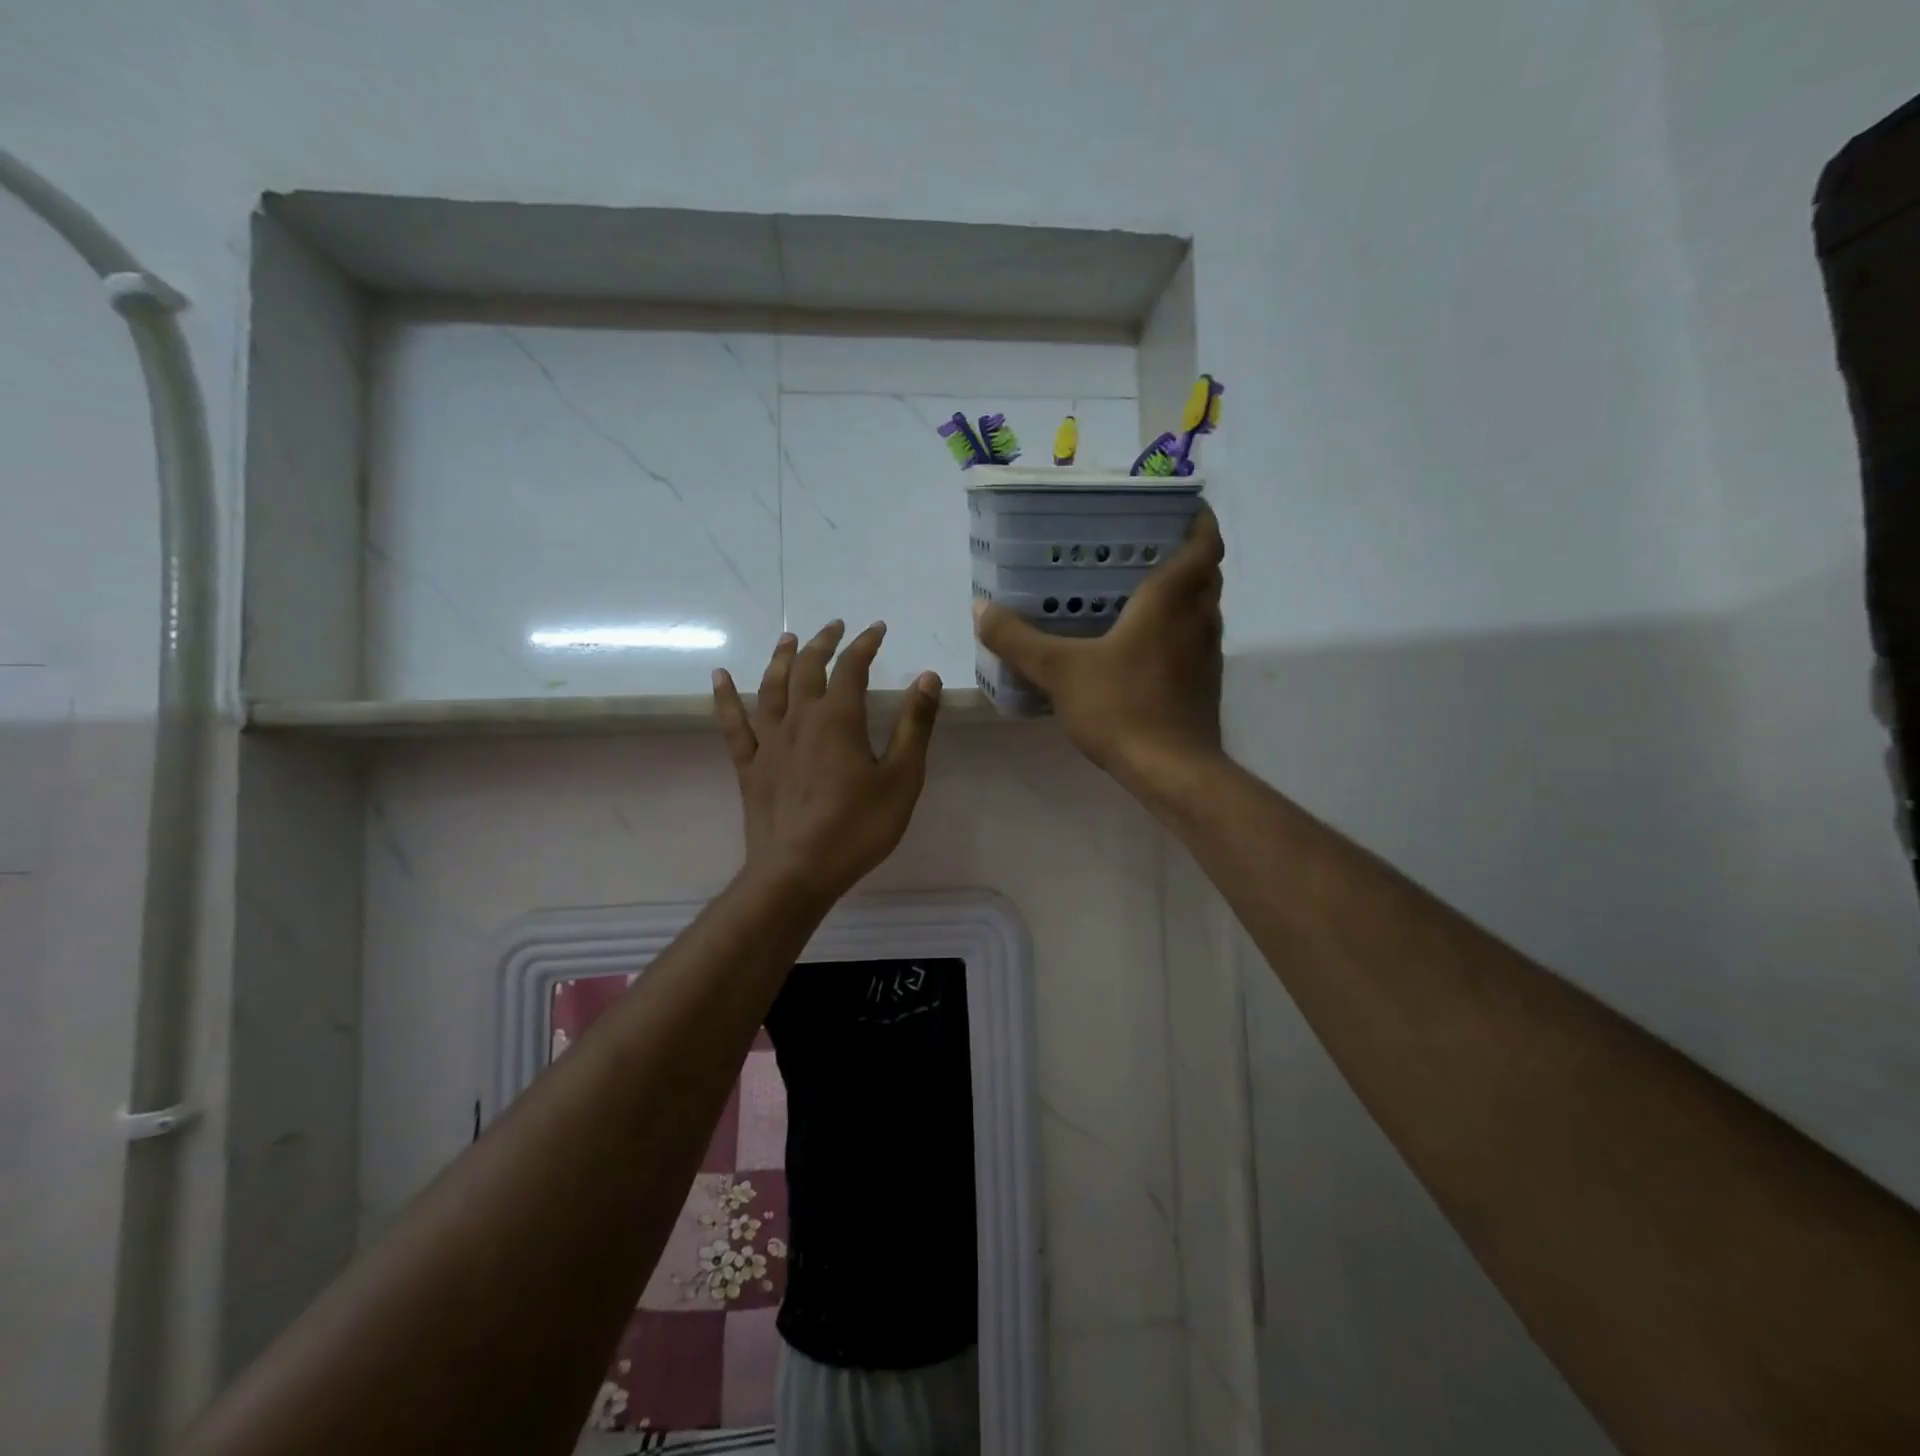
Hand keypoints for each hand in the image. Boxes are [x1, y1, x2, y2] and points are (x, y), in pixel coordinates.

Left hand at [713, 620, 941, 904]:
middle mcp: (799, 719)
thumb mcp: (902, 778)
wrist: (798, 871)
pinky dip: (725, 697)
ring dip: (781, 659)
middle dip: (823, 643)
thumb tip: (927, 678)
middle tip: (835, 626)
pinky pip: (733, 724)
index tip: (877, 629)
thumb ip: (915, 726)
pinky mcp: (749, 766)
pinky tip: (718, 677)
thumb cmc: (857, 827)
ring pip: (771, 687)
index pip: (852, 667)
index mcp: (838, 719)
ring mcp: (769, 741)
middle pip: (808, 669)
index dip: (865, 644)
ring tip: (788, 639)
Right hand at [974, 505, 1224, 785]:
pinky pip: (1196, 642)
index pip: (1204, 544)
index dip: (1200, 521)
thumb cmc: (1121, 707)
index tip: (1184, 507)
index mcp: (1170, 600)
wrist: (1173, 771)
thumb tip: (980, 608)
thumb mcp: (1058, 670)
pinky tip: (1144, 649)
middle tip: (1149, 549)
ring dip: (1186, 595)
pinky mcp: (1206, 685)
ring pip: (1205, 610)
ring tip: (1143, 594)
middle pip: (1207, 574)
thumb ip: (1016, 639)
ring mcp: (1208, 655)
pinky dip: (1180, 632)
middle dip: (1188, 556)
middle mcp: (1199, 619)